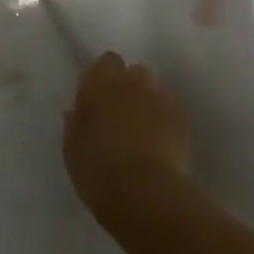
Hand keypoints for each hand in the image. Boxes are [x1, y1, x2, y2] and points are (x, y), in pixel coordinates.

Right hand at [65, 52, 190, 218]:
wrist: (142, 191)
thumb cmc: (96, 167)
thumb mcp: (72, 147)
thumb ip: (75, 123)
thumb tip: (77, 112)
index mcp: (97, 83)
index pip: (105, 62)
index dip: (104, 76)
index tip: (99, 96)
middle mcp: (130, 82)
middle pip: (133, 71)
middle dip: (129, 85)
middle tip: (121, 112)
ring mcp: (159, 98)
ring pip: (155, 89)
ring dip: (148, 101)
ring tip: (143, 127)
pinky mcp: (181, 119)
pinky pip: (171, 110)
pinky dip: (165, 120)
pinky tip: (161, 142)